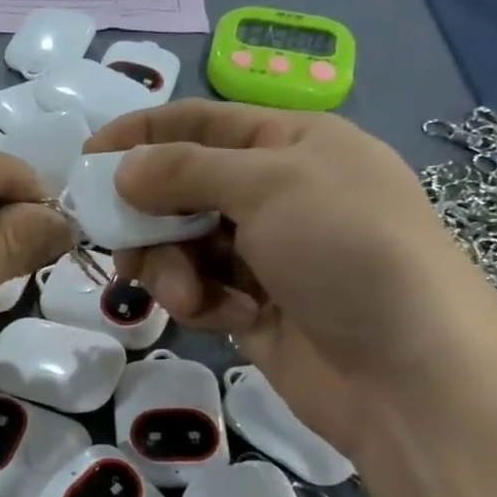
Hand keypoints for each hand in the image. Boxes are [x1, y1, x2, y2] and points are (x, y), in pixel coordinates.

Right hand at [88, 102, 496, 448]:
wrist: (409, 372)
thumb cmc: (348, 251)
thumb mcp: (269, 186)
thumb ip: (185, 171)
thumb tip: (121, 171)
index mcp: (290, 143)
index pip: (199, 123)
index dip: (141, 134)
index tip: (87, 158)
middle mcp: (275, 193)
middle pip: (181, 189)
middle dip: (150, 217)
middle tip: (124, 244)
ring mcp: (264, 254)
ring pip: (182, 245)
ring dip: (174, 269)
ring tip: (190, 296)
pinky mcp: (253, 307)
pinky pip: (201, 290)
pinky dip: (204, 303)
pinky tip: (230, 319)